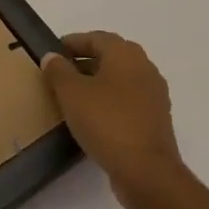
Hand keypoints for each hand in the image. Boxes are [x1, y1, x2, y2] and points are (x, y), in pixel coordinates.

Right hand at [41, 31, 184, 199]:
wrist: (147, 171)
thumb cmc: (106, 122)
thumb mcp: (72, 94)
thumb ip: (58, 71)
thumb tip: (52, 56)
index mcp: (125, 54)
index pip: (95, 38)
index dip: (72, 43)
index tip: (53, 52)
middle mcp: (144, 67)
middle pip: (110, 56)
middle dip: (85, 61)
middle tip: (61, 73)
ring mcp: (153, 94)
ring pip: (120, 79)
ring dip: (98, 82)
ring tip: (74, 96)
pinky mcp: (156, 118)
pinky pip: (128, 100)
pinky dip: (110, 101)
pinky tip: (94, 117)